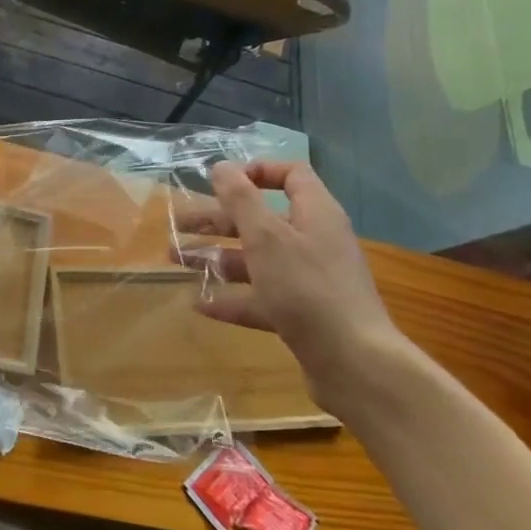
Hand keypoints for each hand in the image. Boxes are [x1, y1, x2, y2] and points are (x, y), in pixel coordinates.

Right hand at [174, 161, 399, 404]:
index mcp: (314, 214)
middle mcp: (313, 242)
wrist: (354, 363)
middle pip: (261, 219)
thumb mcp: (267, 238)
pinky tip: (200, 304)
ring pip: (255, 260)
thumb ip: (241, 200)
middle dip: (217, 220)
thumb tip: (222, 167)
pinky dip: (231, 298)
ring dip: (215, 257)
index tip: (220, 183)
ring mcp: (308, 280)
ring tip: (176, 261)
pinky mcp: (301, 315)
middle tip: (177, 225)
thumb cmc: (307, 288)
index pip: (291, 175)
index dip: (256, 172)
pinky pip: (259, 298)